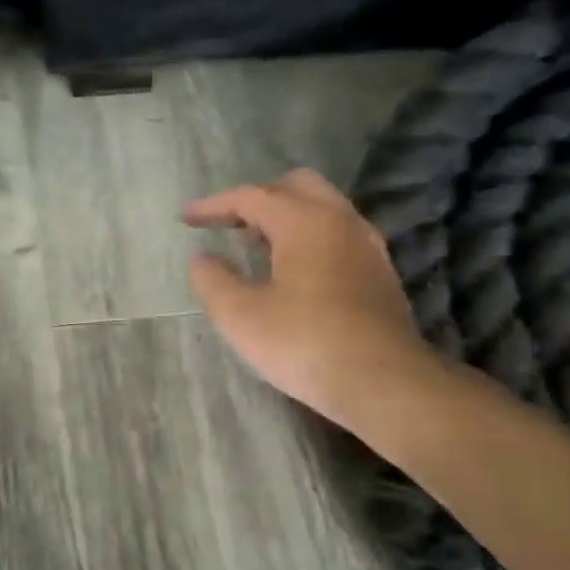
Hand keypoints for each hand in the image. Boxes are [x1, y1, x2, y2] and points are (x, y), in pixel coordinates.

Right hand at [183, 169, 434, 427]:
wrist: (383, 383)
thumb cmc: (303, 343)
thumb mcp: (239, 315)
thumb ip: (212, 280)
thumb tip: (201, 260)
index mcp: (305, 222)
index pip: (252, 197)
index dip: (214, 205)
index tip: (185, 219)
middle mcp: (341, 222)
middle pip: (296, 187)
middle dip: (257, 198)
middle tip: (228, 224)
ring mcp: (367, 246)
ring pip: (322, 209)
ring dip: (285, 218)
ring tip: (255, 245)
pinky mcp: (379, 273)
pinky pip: (337, 235)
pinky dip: (308, 238)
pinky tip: (293, 271)